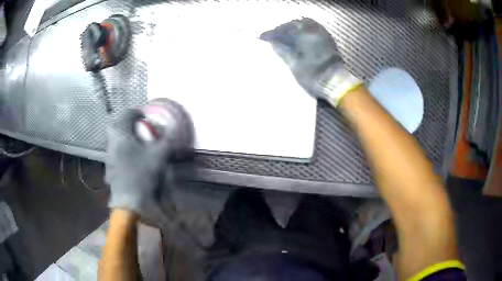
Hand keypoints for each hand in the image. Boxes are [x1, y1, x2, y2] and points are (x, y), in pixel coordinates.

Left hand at [105, 109, 170, 214]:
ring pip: (115, 139)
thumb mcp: (158, 156)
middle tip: (140, 128)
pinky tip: (132, 159)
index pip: (127, 113)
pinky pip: (115, 151)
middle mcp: (111, 142)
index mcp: (121, 135)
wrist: (129, 202)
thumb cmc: (142, 175)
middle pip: (117, 124)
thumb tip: (175, 129)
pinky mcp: (110, 167)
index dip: (138, 112)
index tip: (146, 117)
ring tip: (137, 143)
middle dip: (129, 123)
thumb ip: (167, 140)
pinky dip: (123, 149)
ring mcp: (109, 156)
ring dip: (125, 136)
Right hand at [260, 18, 361, 105]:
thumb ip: (283, 52)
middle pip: (295, 24)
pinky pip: (313, 28)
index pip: (284, 30)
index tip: (262, 37)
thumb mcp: (294, 66)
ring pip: (305, 24)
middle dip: (283, 28)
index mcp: (304, 36)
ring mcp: (323, 34)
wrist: (336, 83)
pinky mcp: (328, 40)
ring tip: (286, 36)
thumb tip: (273, 43)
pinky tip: (299, 37)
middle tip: (274, 36)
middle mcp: (314, 31)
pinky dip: (304, 30)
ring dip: (294, 28)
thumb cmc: (314, 75)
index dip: (272, 33)